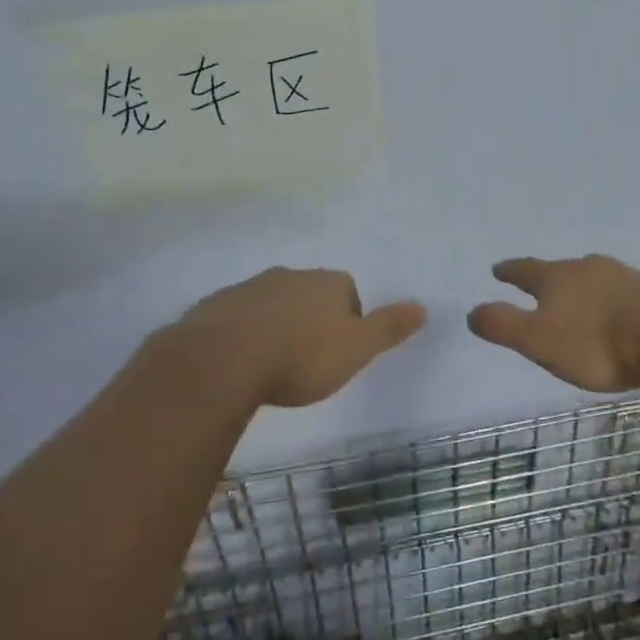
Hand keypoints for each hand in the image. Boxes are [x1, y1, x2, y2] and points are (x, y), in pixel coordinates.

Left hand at [174, 267, 426, 408]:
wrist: (224, 359)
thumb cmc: (301, 356)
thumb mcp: (356, 348)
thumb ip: (388, 328)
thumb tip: (422, 307)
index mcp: (326, 283)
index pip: (347, 291)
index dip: (348, 318)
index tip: (340, 350)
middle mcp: (290, 276)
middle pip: (309, 293)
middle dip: (311, 318)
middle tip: (308, 359)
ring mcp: (250, 287)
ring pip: (273, 302)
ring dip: (277, 324)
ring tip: (274, 363)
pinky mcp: (217, 305)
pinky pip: (239, 316)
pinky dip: (244, 332)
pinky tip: (241, 362)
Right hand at [467, 255, 639, 392]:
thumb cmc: (595, 342)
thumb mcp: (538, 340)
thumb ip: (503, 325)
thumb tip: (471, 312)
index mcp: (557, 278)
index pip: (525, 270)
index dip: (509, 271)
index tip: (498, 269)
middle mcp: (589, 268)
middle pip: (563, 269)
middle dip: (550, 278)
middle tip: (542, 284)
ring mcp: (624, 277)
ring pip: (596, 278)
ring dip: (585, 287)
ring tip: (581, 300)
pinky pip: (625, 292)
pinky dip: (615, 301)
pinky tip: (621, 313)